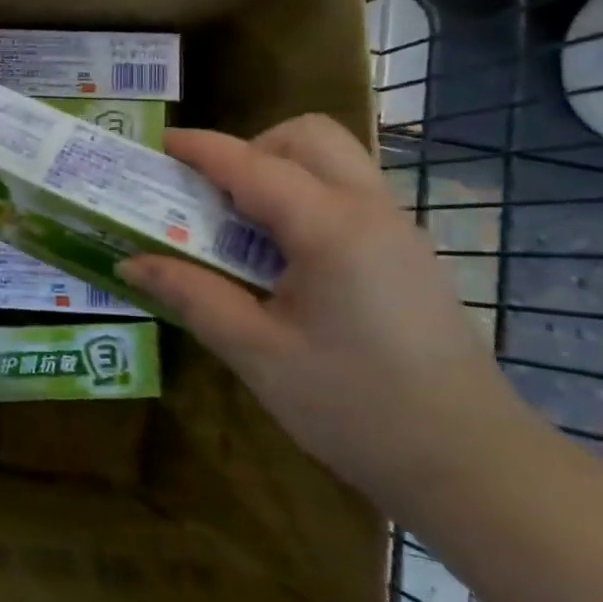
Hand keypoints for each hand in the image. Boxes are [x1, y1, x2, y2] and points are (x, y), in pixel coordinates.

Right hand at [118, 118, 530, 519]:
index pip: (252, 165)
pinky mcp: (408, 255)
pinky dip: (306, 199)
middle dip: (251, 149)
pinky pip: (349, 195)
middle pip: (308, 137)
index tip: (161, 143)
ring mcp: (398, 230)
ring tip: (242, 228)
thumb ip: (192, 295)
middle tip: (213, 197)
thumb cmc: (354, 407)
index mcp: (330, 228)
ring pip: (335, 161)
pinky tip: (285, 260)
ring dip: (280, 172)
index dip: (202, 148)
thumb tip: (132, 262)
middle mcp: (370, 210)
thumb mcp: (257, 354)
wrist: (470, 464)